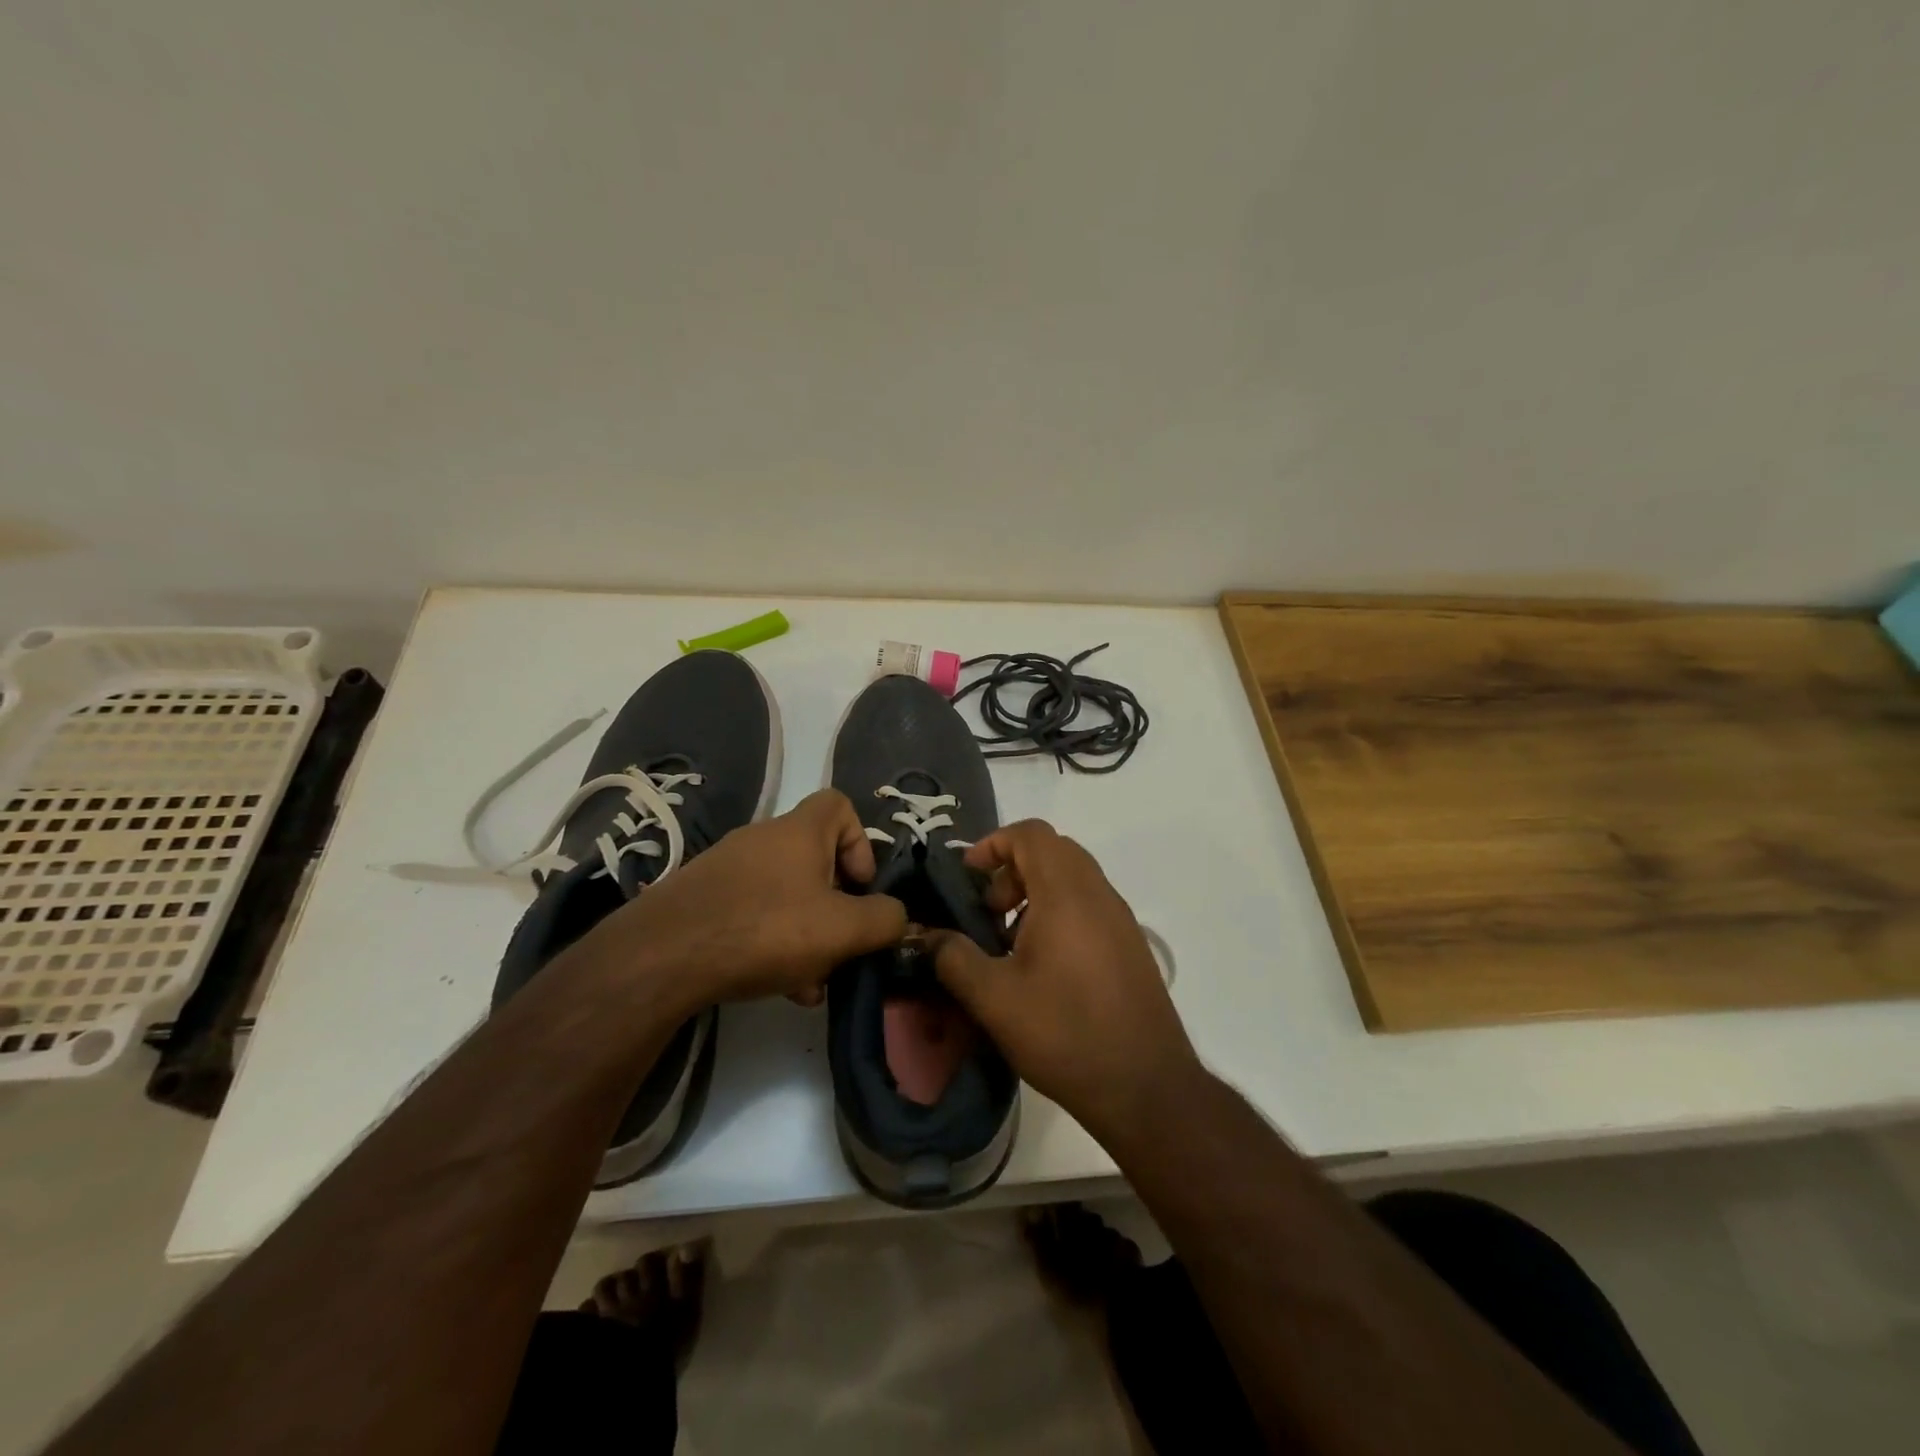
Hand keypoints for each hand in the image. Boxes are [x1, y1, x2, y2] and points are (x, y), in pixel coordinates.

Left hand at [577, 789, 906, 1012]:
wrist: (662, 957)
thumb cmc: (765, 930)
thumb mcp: (842, 930)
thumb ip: (884, 920)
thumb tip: (898, 916)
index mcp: (799, 832)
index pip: (840, 805)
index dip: (861, 842)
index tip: (861, 886)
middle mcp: (763, 840)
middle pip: (815, 859)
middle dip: (836, 903)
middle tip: (841, 944)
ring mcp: (728, 869)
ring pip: (785, 893)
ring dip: (807, 931)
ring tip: (812, 982)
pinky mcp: (703, 900)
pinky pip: (753, 913)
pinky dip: (773, 941)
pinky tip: (778, 986)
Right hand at [928, 820, 1200, 1141]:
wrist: (1145, 1086)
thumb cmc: (1065, 1033)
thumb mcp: (994, 999)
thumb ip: (953, 958)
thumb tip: (927, 936)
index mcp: (1066, 893)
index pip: (1031, 834)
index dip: (994, 844)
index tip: (968, 877)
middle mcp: (1098, 894)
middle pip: (1053, 851)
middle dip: (1012, 869)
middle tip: (988, 912)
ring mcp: (1120, 919)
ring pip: (1073, 877)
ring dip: (1036, 892)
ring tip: (1010, 942)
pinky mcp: (1130, 945)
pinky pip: (1090, 904)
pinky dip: (1059, 911)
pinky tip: (1043, 965)